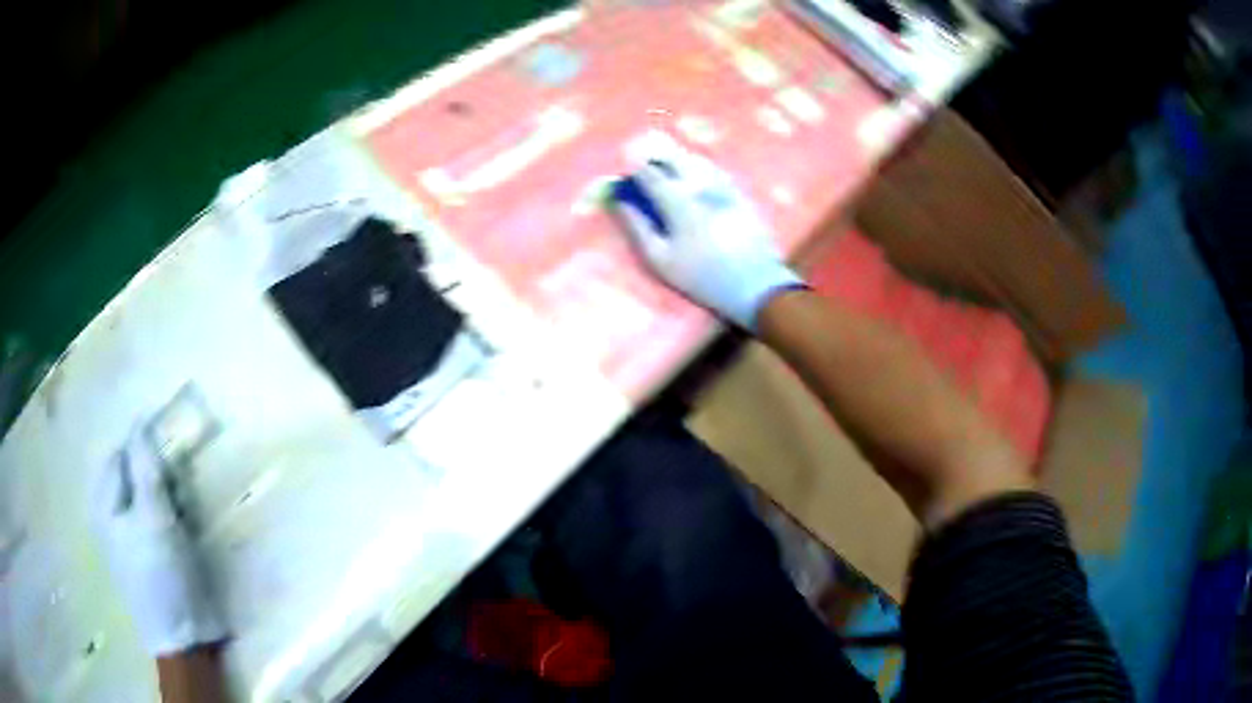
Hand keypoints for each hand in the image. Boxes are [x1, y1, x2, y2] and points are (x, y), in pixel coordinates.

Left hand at [93, 426, 226, 655]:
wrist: (183, 638)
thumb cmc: (162, 575)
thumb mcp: (155, 517)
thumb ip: (146, 468)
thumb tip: (141, 421)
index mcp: (104, 504)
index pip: (121, 454)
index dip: (144, 445)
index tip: (172, 444)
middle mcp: (112, 515)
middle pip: (133, 474)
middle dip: (156, 472)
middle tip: (180, 484)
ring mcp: (129, 537)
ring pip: (147, 496)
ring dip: (167, 494)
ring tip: (184, 508)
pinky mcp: (149, 555)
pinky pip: (157, 519)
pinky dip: (171, 514)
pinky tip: (183, 526)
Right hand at [610, 153, 802, 330]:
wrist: (756, 286)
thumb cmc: (702, 277)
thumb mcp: (661, 260)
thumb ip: (638, 227)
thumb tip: (620, 203)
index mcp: (678, 200)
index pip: (649, 173)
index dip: (634, 170)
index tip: (625, 174)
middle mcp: (701, 184)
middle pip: (674, 157)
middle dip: (656, 158)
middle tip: (646, 167)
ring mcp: (724, 186)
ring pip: (697, 160)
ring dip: (678, 159)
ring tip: (667, 167)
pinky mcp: (741, 193)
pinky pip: (716, 171)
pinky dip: (700, 168)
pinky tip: (696, 177)